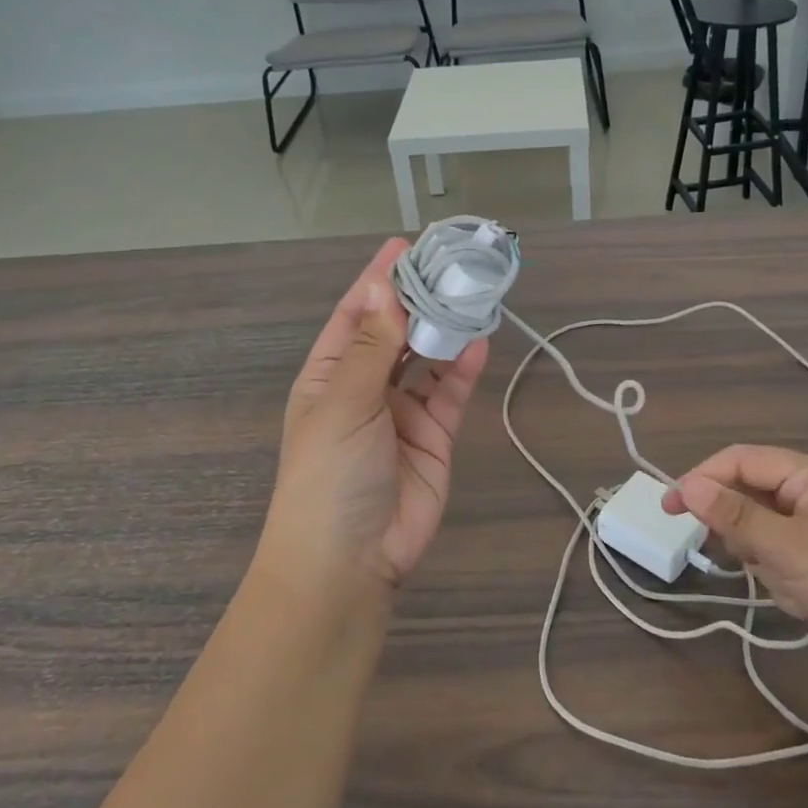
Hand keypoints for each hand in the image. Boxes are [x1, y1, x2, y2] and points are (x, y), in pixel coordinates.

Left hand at [259, 239, 489, 597]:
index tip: (406, 246)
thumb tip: (383, 286)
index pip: (356, 314)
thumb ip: (372, 346)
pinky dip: (464, 367)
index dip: (379, 280)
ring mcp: (402, 411)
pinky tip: (479, 340)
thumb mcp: (345, 403)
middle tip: (452, 263)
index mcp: (330, 375)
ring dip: (446, 329)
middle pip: (396, 331)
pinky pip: (451, 393)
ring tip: (472, 293)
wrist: (349, 561)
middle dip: (419, 299)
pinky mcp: (434, 436)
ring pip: (428, 358)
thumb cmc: (329, 474)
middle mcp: (366, 386)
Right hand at [663, 445, 807, 685]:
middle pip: (747, 496)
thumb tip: (686, 485)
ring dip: (764, 562)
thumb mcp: (789, 548)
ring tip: (792, 586)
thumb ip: (735, 516)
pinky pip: (780, 559)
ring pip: (760, 533)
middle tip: (748, 560)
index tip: (670, 509)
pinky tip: (807, 601)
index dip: (701, 479)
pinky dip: (782, 580)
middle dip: (741, 532)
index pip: (738, 461)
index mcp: (806, 474)